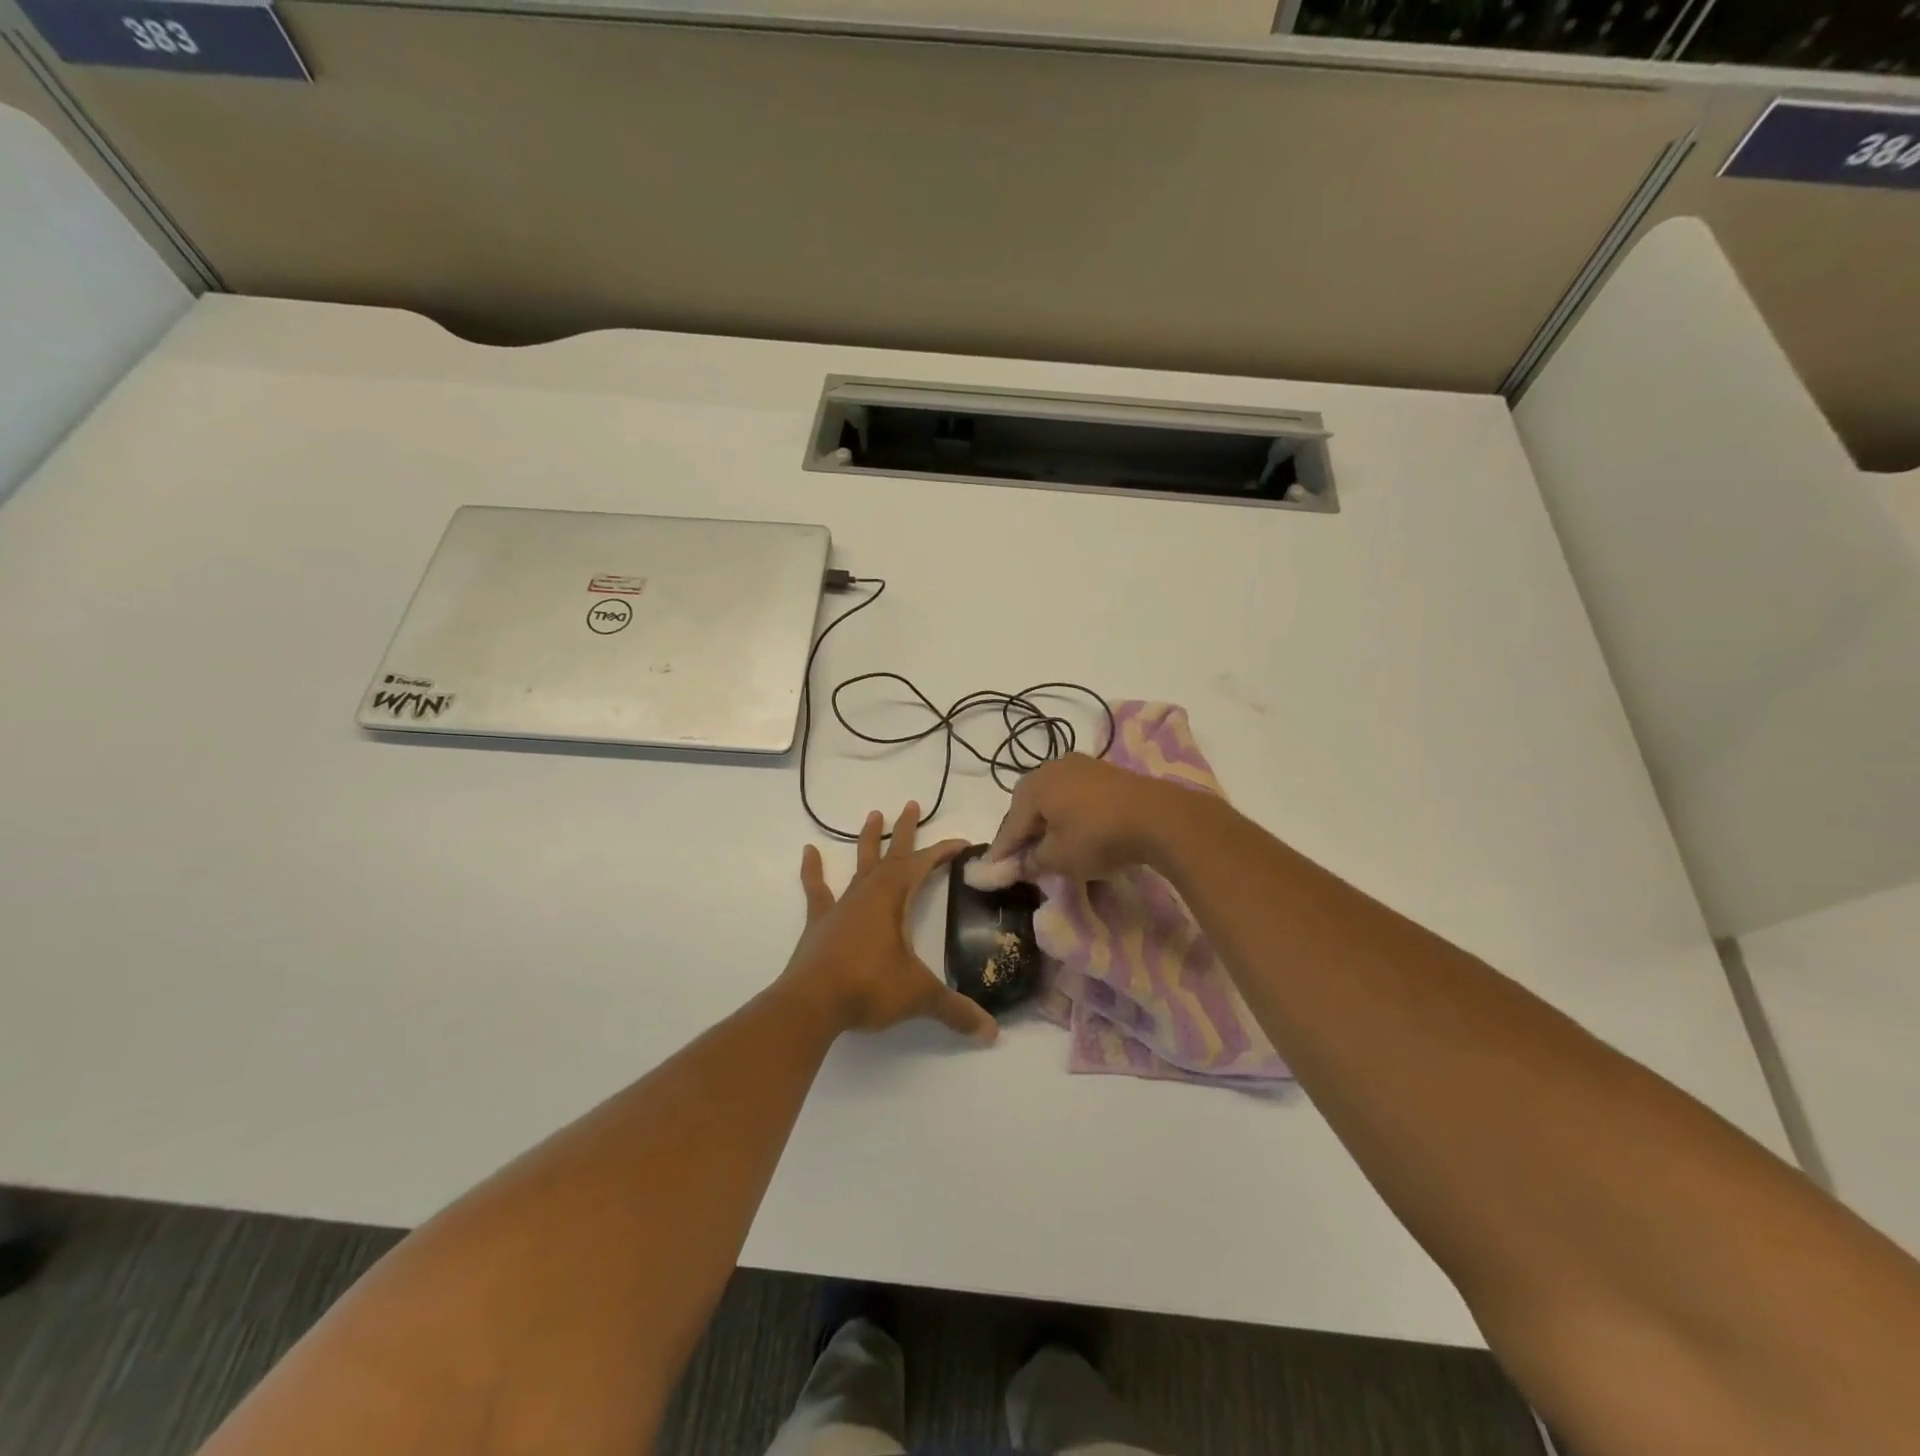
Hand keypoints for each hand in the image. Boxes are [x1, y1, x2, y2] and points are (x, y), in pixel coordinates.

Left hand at [782, 802, 997, 1045]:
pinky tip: (808, 851)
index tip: (962, 843)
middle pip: (891, 854)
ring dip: (868, 841)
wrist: (811, 1003)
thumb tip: (993, 1034)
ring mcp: (841, 906)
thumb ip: (955, 1011)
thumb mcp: (919, 996)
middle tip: (912, 804)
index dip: (944, 852)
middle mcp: (868, 893)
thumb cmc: (868, 988)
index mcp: (893, 899)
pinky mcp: (820, 923)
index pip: (924, 865)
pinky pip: (817, 890)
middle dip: (905, 831)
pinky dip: (813, 871)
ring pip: (859, 865)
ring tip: (874, 814)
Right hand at [975, 753, 1187, 885]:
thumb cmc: (1098, 836)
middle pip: (1028, 804)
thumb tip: (1015, 866)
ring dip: (1046, 820)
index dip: (1001, 850)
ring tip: (1048, 843)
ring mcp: (1081, 765)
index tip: (991, 870)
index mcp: (1034, 786)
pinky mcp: (1105, 771)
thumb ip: (1031, 862)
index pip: (1010, 824)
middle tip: (1020, 856)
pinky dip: (1068, 812)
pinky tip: (1074, 828)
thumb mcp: (1059, 858)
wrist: (1158, 816)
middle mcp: (1052, 768)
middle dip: (1023, 830)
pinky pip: (1074, 793)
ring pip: (1052, 796)